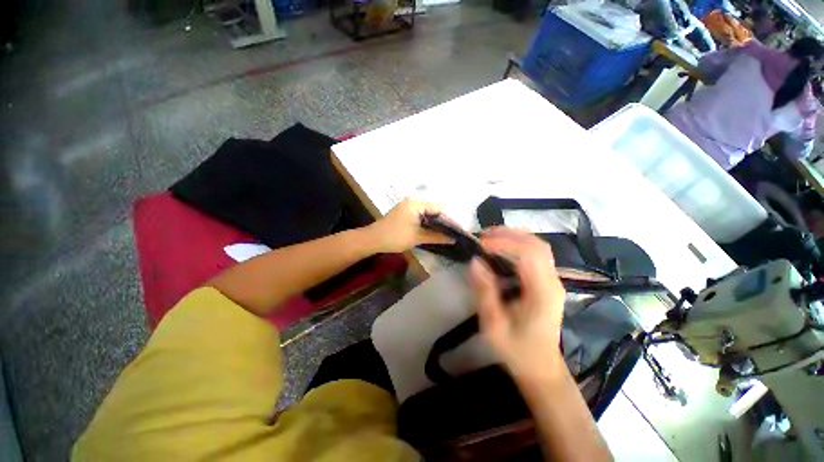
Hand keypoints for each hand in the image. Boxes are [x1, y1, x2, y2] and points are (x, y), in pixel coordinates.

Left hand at [366, 199, 454, 252]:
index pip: (438, 208)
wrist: (373, 240)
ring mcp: (407, 207)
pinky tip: (432, 232)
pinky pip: (420, 216)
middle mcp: (412, 202)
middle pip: (433, 209)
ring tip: (445, 234)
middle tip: (451, 233)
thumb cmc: (395, 237)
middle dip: (442, 221)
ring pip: (427, 214)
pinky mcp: (404, 213)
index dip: (448, 219)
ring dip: (434, 223)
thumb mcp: (417, 237)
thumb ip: (436, 236)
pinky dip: (426, 223)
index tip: (456, 230)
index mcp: (416, 204)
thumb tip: (453, 239)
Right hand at [470, 228, 566, 381]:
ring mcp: (553, 281)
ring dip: (514, 237)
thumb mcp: (495, 326)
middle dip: (510, 234)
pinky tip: (502, 247)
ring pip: (539, 246)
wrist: (541, 367)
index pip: (530, 255)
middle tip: (483, 236)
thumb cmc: (517, 350)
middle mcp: (553, 282)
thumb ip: (485, 292)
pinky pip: (536, 254)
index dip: (505, 243)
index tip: (481, 244)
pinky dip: (518, 245)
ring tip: (490, 237)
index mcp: (543, 294)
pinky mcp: (548, 281)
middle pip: (538, 245)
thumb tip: (475, 262)